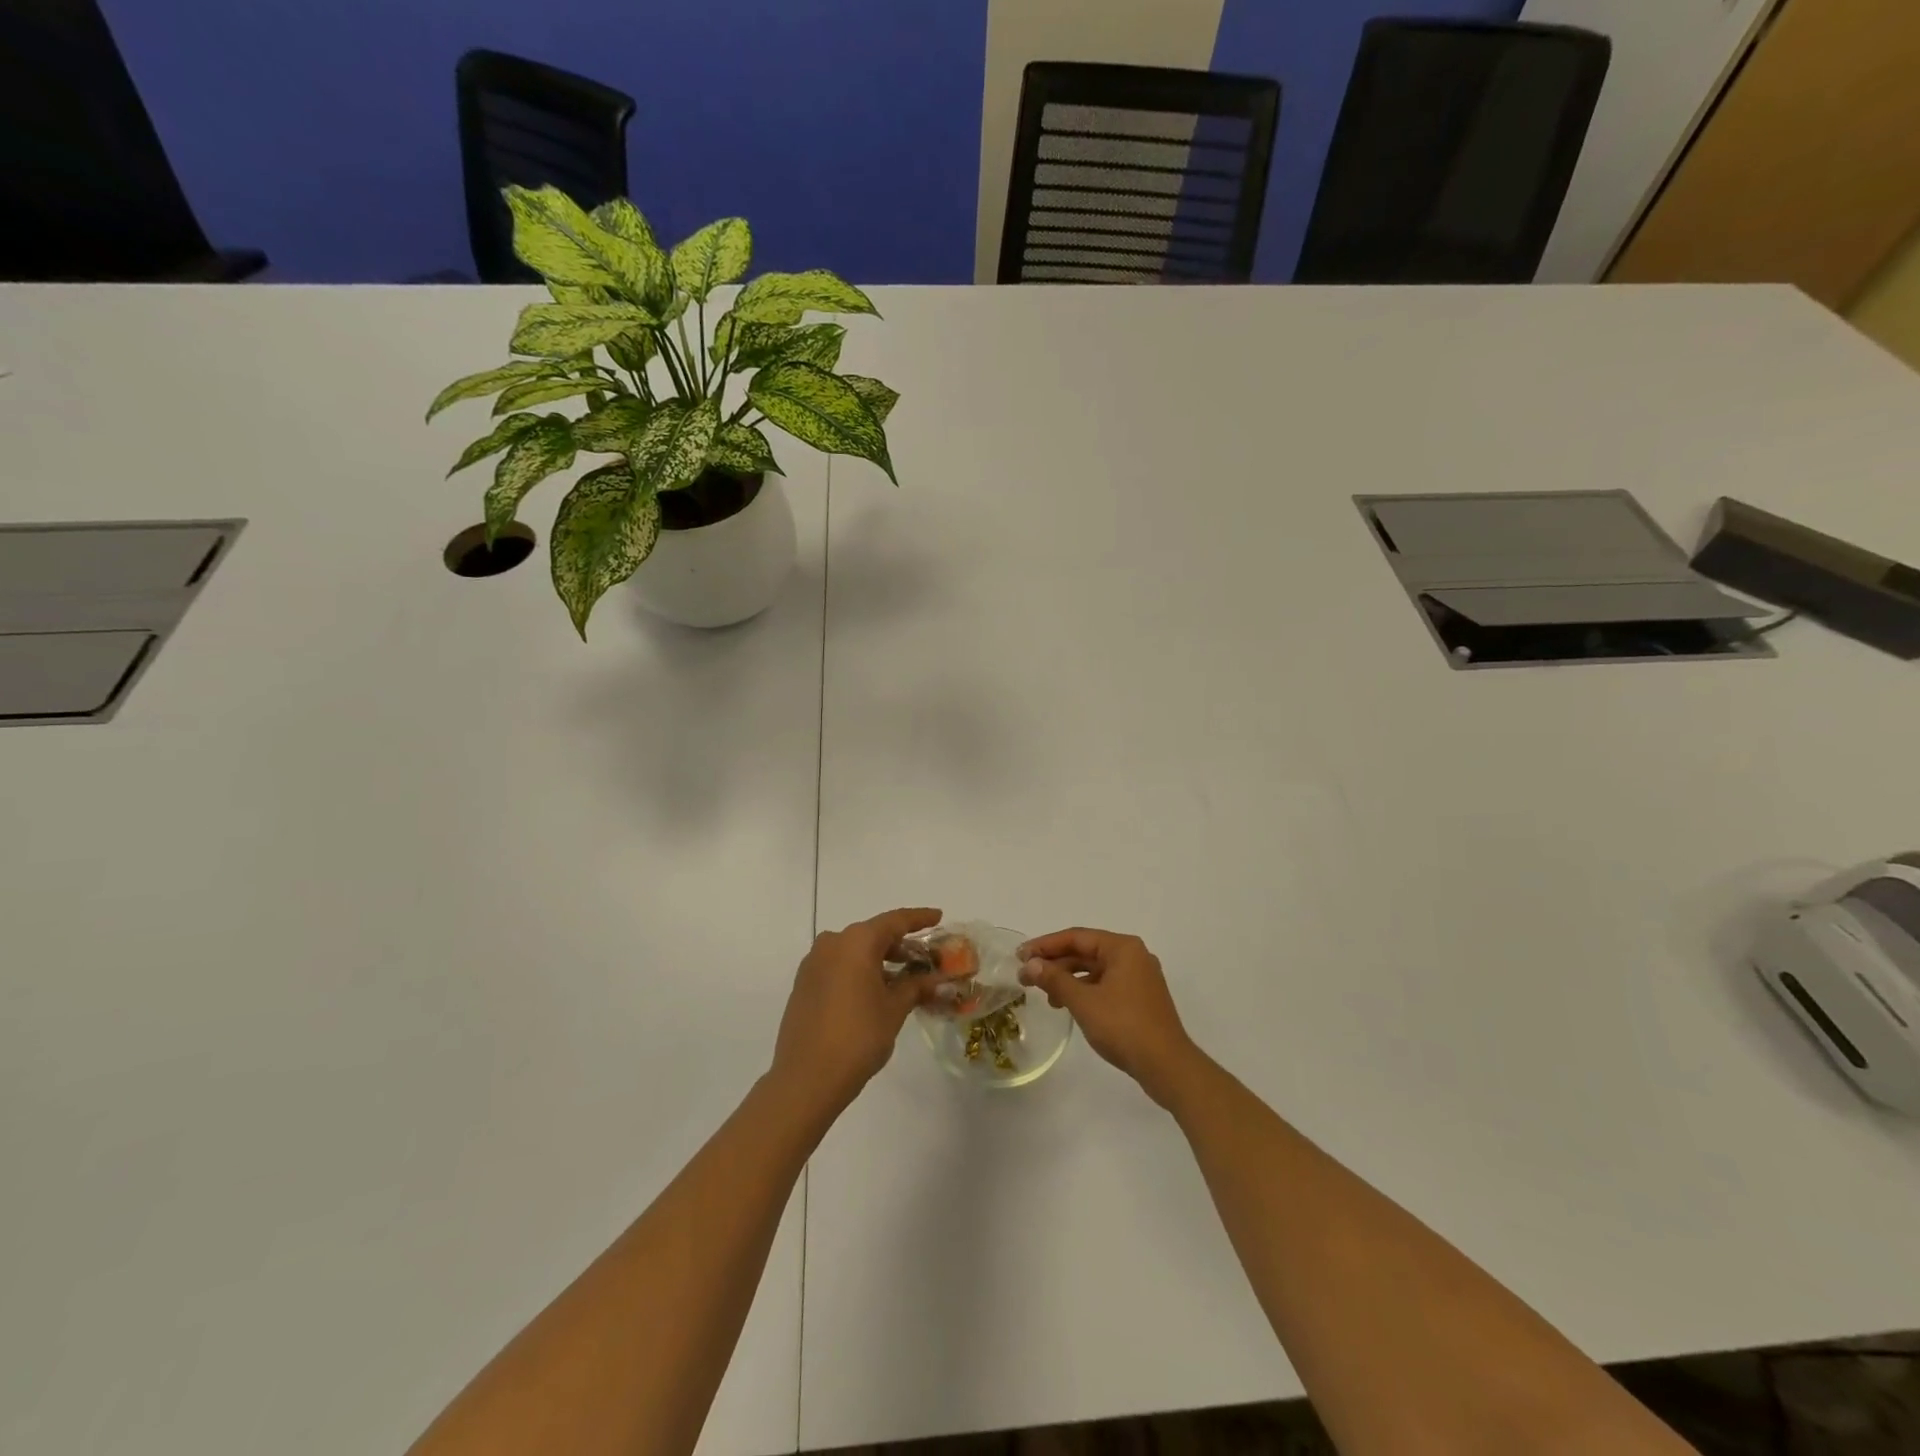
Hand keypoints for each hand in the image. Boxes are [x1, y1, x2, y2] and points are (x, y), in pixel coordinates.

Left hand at [769, 907, 941, 1118]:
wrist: (806, 1078)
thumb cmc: (858, 1036)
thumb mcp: (894, 1009)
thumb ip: (916, 987)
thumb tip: (937, 979)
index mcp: (856, 941)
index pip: (895, 921)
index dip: (919, 918)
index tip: (938, 916)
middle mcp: (832, 943)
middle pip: (873, 935)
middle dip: (901, 945)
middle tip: (925, 959)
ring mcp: (814, 963)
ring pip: (855, 951)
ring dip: (880, 960)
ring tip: (904, 978)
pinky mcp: (804, 984)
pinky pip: (839, 966)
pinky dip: (860, 971)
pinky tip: (876, 991)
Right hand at [1020, 928, 1200, 1104]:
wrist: (1167, 1067)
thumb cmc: (1124, 1027)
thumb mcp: (1083, 1002)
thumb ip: (1055, 979)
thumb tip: (1030, 964)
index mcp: (1123, 948)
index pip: (1076, 937)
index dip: (1045, 945)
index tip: (1019, 955)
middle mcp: (1133, 956)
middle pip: (1086, 951)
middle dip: (1055, 963)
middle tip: (1026, 976)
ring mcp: (1139, 978)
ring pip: (1095, 969)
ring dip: (1068, 979)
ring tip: (1046, 996)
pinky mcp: (1140, 998)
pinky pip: (1106, 984)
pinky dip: (1085, 991)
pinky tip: (1069, 1006)